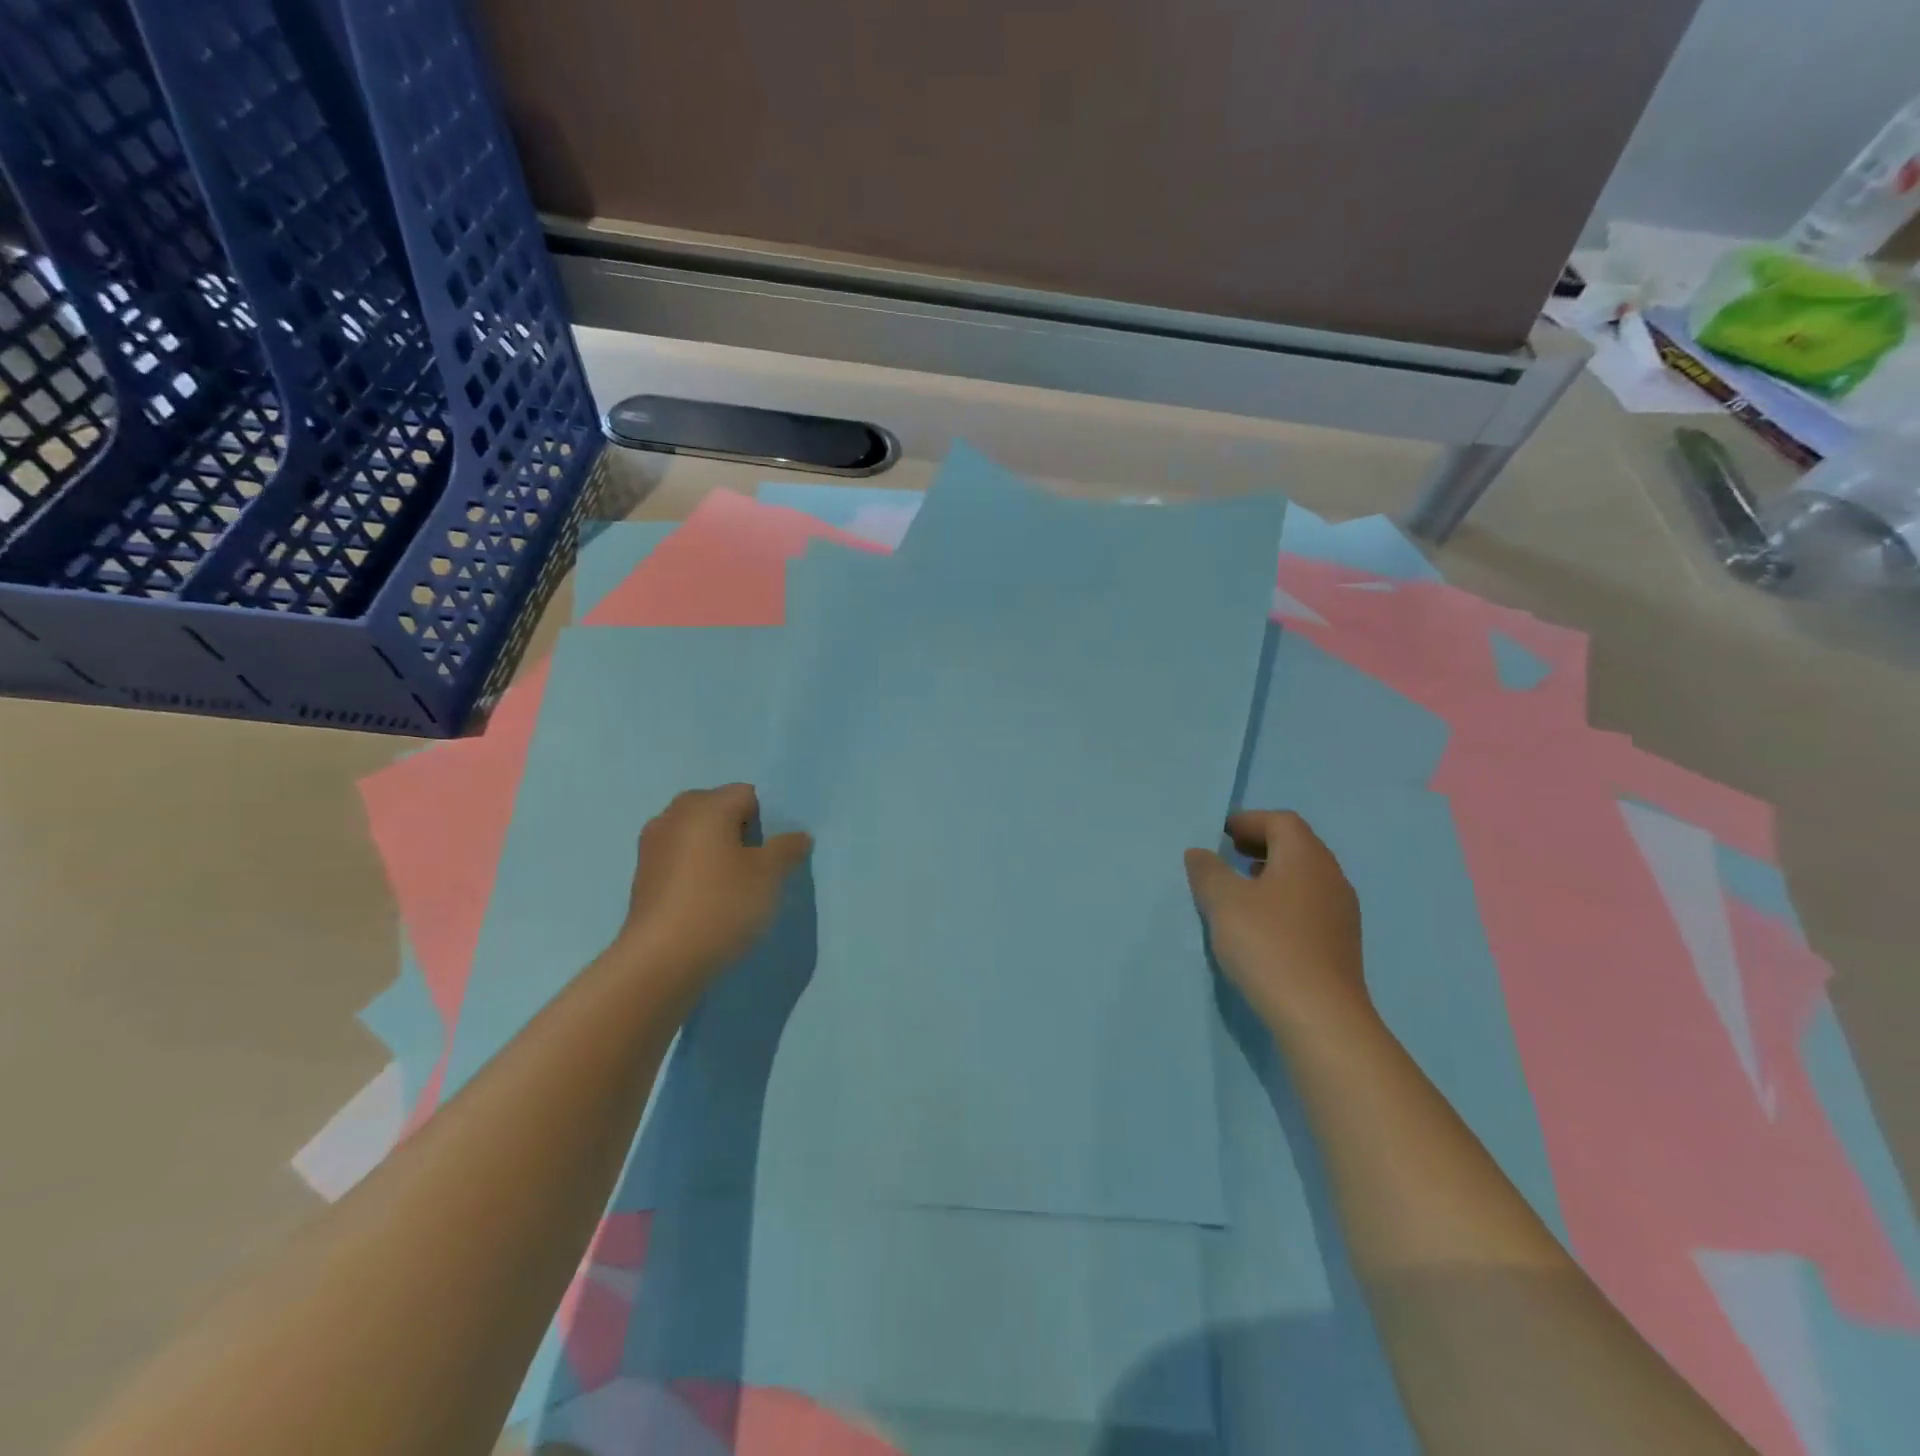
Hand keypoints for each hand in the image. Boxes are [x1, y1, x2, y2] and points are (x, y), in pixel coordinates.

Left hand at [615, 784, 811, 990]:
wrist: (660, 961)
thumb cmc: (721, 905)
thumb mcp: (769, 875)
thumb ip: (787, 848)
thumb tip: (797, 836)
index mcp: (706, 805)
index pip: (747, 794)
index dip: (768, 820)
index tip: (774, 854)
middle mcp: (674, 815)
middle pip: (718, 809)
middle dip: (740, 831)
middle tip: (757, 867)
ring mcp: (652, 845)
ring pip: (696, 835)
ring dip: (716, 851)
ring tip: (733, 887)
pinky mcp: (642, 876)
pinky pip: (679, 859)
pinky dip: (695, 871)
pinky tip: (707, 901)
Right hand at [1185, 810, 1372, 1036]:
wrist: (1320, 1016)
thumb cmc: (1268, 945)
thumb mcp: (1223, 902)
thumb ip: (1207, 871)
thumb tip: (1200, 853)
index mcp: (1306, 857)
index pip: (1280, 821)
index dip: (1249, 821)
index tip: (1220, 833)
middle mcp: (1331, 876)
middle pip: (1296, 845)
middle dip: (1260, 844)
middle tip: (1227, 854)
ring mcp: (1341, 912)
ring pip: (1304, 877)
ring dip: (1272, 874)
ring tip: (1239, 889)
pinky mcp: (1341, 943)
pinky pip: (1309, 904)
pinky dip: (1283, 900)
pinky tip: (1261, 924)